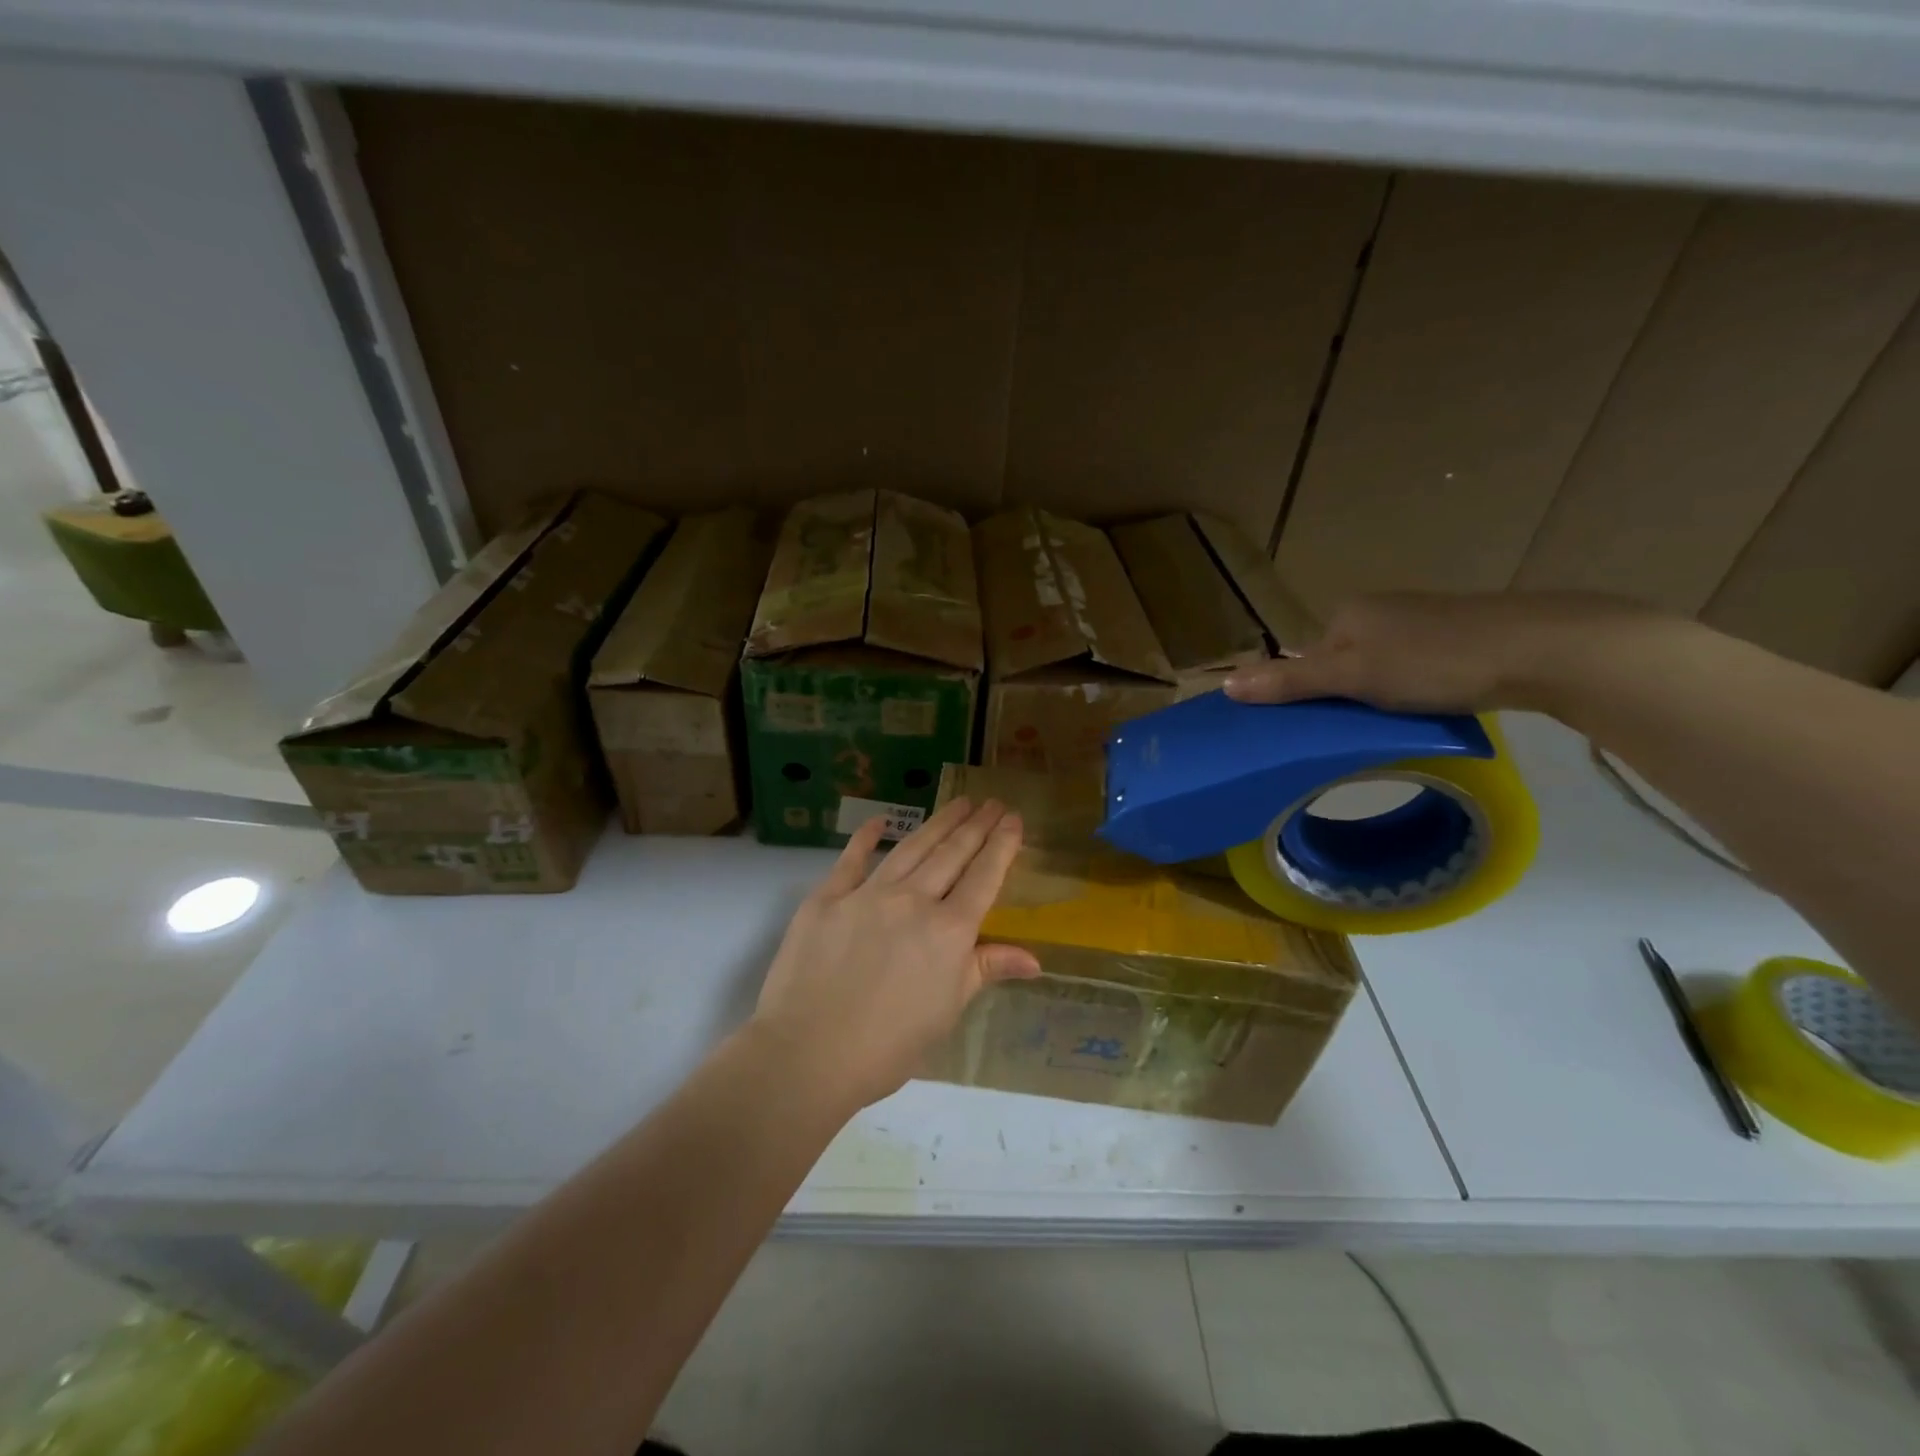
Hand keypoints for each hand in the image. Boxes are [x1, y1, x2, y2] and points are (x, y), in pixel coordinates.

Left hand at [750, 797, 1040, 1112]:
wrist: (807, 1053)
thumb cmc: (887, 1047)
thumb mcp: (946, 1012)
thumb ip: (985, 971)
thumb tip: (1035, 960)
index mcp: (948, 932)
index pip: (984, 877)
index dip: (1002, 845)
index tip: (1013, 818)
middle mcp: (913, 901)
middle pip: (951, 854)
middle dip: (976, 825)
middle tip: (992, 802)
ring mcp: (868, 894)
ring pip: (911, 848)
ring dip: (938, 823)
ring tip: (958, 802)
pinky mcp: (827, 897)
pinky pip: (852, 859)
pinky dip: (866, 837)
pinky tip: (879, 820)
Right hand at [1223, 590, 1663, 714]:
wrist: (1544, 648)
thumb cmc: (1436, 661)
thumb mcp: (1354, 677)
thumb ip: (1290, 682)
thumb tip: (1225, 685)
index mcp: (1347, 613)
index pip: (1304, 660)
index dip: (1304, 696)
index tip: (1314, 731)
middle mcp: (1378, 611)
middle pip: (1337, 664)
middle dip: (1339, 698)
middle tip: (1352, 734)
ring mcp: (1418, 622)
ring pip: (1375, 668)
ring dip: (1373, 698)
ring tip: (1389, 728)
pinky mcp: (1455, 636)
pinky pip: (1408, 669)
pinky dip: (1406, 692)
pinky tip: (1424, 710)